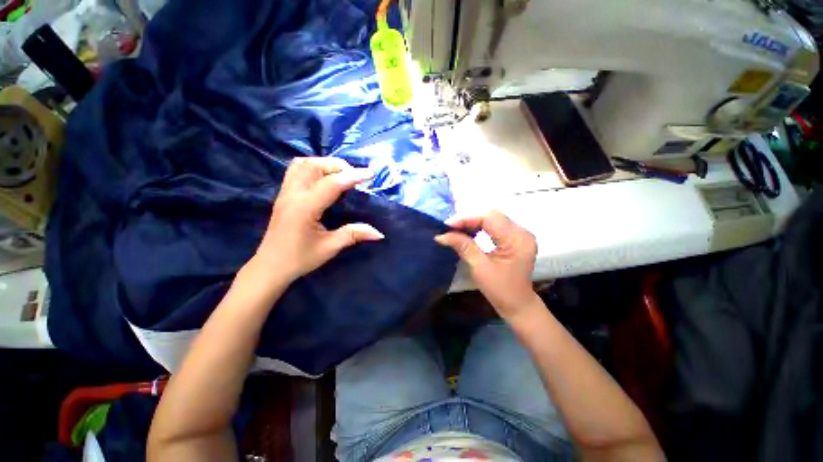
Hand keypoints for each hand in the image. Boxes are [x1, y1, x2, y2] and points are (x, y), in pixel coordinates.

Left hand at [251, 157, 383, 282]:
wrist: (271, 266)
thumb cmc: (300, 258)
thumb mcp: (330, 247)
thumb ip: (354, 234)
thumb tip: (379, 233)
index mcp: (305, 207)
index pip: (332, 183)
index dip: (353, 176)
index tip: (370, 174)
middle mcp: (293, 194)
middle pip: (314, 165)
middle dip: (338, 166)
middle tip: (355, 177)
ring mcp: (285, 193)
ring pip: (303, 164)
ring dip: (324, 164)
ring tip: (340, 175)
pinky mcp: (283, 195)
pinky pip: (296, 170)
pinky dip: (313, 167)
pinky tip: (323, 179)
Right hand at [435, 210, 539, 319]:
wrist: (517, 305)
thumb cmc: (500, 290)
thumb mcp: (479, 267)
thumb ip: (463, 246)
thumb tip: (442, 235)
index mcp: (516, 239)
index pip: (489, 218)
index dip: (466, 218)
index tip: (447, 225)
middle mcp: (522, 232)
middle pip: (491, 216)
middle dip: (468, 220)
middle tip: (449, 228)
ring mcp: (520, 234)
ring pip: (492, 219)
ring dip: (473, 223)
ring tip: (455, 230)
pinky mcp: (515, 239)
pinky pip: (495, 226)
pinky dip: (480, 228)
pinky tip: (468, 233)